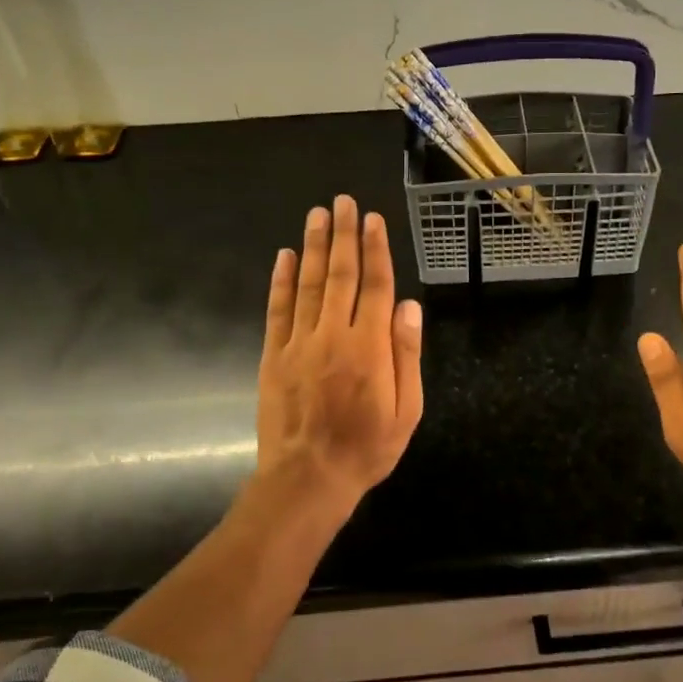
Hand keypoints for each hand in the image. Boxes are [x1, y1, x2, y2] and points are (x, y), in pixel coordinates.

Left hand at [253, 194, 423, 522]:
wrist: (308, 479)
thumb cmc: (366, 448)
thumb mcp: (406, 410)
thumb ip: (407, 355)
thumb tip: (409, 306)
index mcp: (369, 346)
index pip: (375, 285)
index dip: (375, 250)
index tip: (373, 220)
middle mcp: (333, 334)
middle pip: (339, 274)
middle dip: (342, 235)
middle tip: (342, 202)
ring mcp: (299, 343)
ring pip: (307, 284)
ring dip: (312, 246)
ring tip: (317, 215)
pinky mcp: (273, 356)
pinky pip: (277, 310)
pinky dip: (280, 281)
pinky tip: (283, 256)